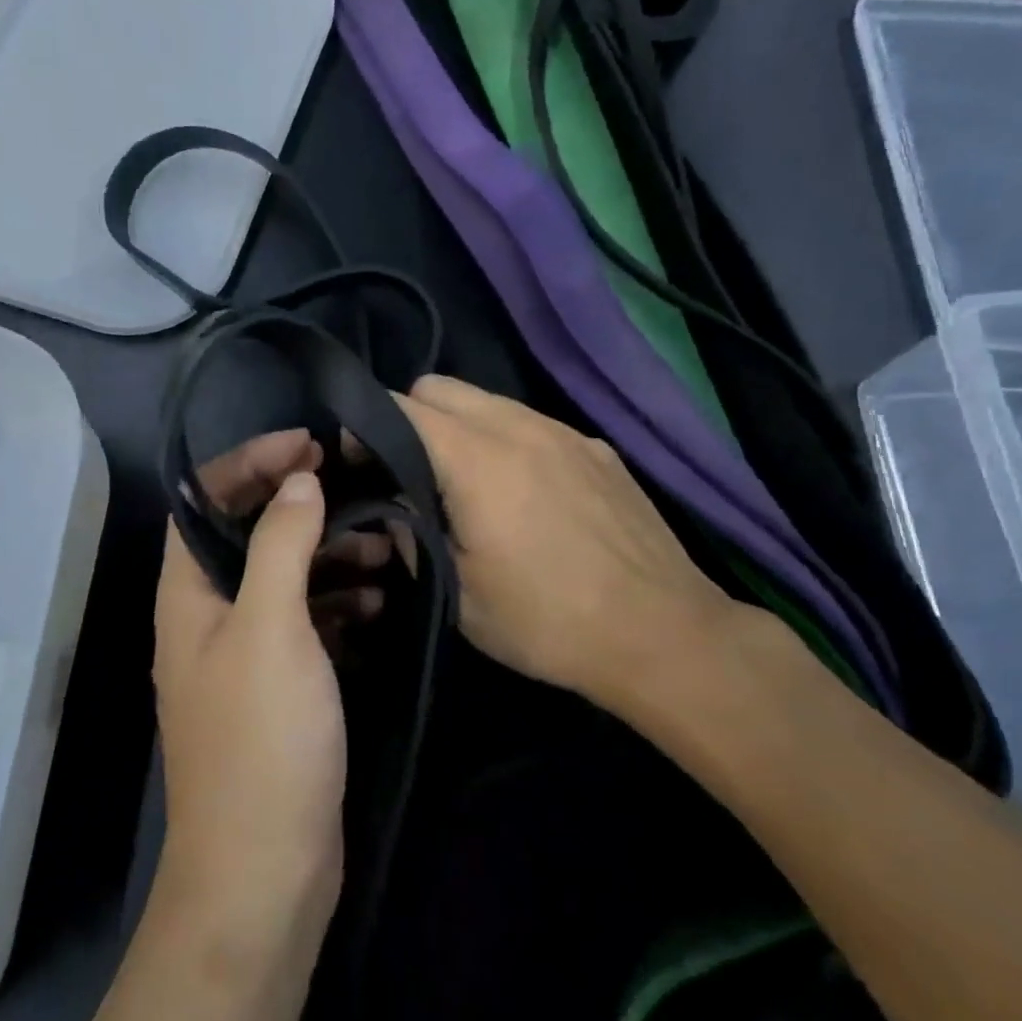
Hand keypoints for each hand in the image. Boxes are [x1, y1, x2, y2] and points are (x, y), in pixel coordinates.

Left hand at [151, 430, 375, 958]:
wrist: (265, 872)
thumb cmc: (261, 739)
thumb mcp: (271, 627)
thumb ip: (280, 545)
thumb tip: (298, 482)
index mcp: (188, 592)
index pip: (204, 499)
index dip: (249, 462)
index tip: (307, 445)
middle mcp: (208, 614)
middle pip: (247, 532)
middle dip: (297, 503)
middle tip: (354, 486)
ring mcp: (245, 652)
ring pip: (284, 576)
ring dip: (328, 553)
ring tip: (383, 544)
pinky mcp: (281, 684)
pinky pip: (308, 621)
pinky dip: (340, 602)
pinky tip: (381, 601)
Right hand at [396, 375, 746, 714]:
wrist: (663, 634)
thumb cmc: (548, 620)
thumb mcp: (458, 593)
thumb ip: (411, 534)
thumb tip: (393, 505)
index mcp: (476, 458)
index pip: (400, 407)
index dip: (367, 427)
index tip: (358, 462)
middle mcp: (518, 425)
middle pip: (440, 386)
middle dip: (410, 417)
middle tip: (410, 471)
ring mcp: (563, 431)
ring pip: (487, 400)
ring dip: (460, 426)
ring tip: (466, 481)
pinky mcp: (596, 447)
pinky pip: (531, 422)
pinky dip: (507, 439)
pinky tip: (525, 492)